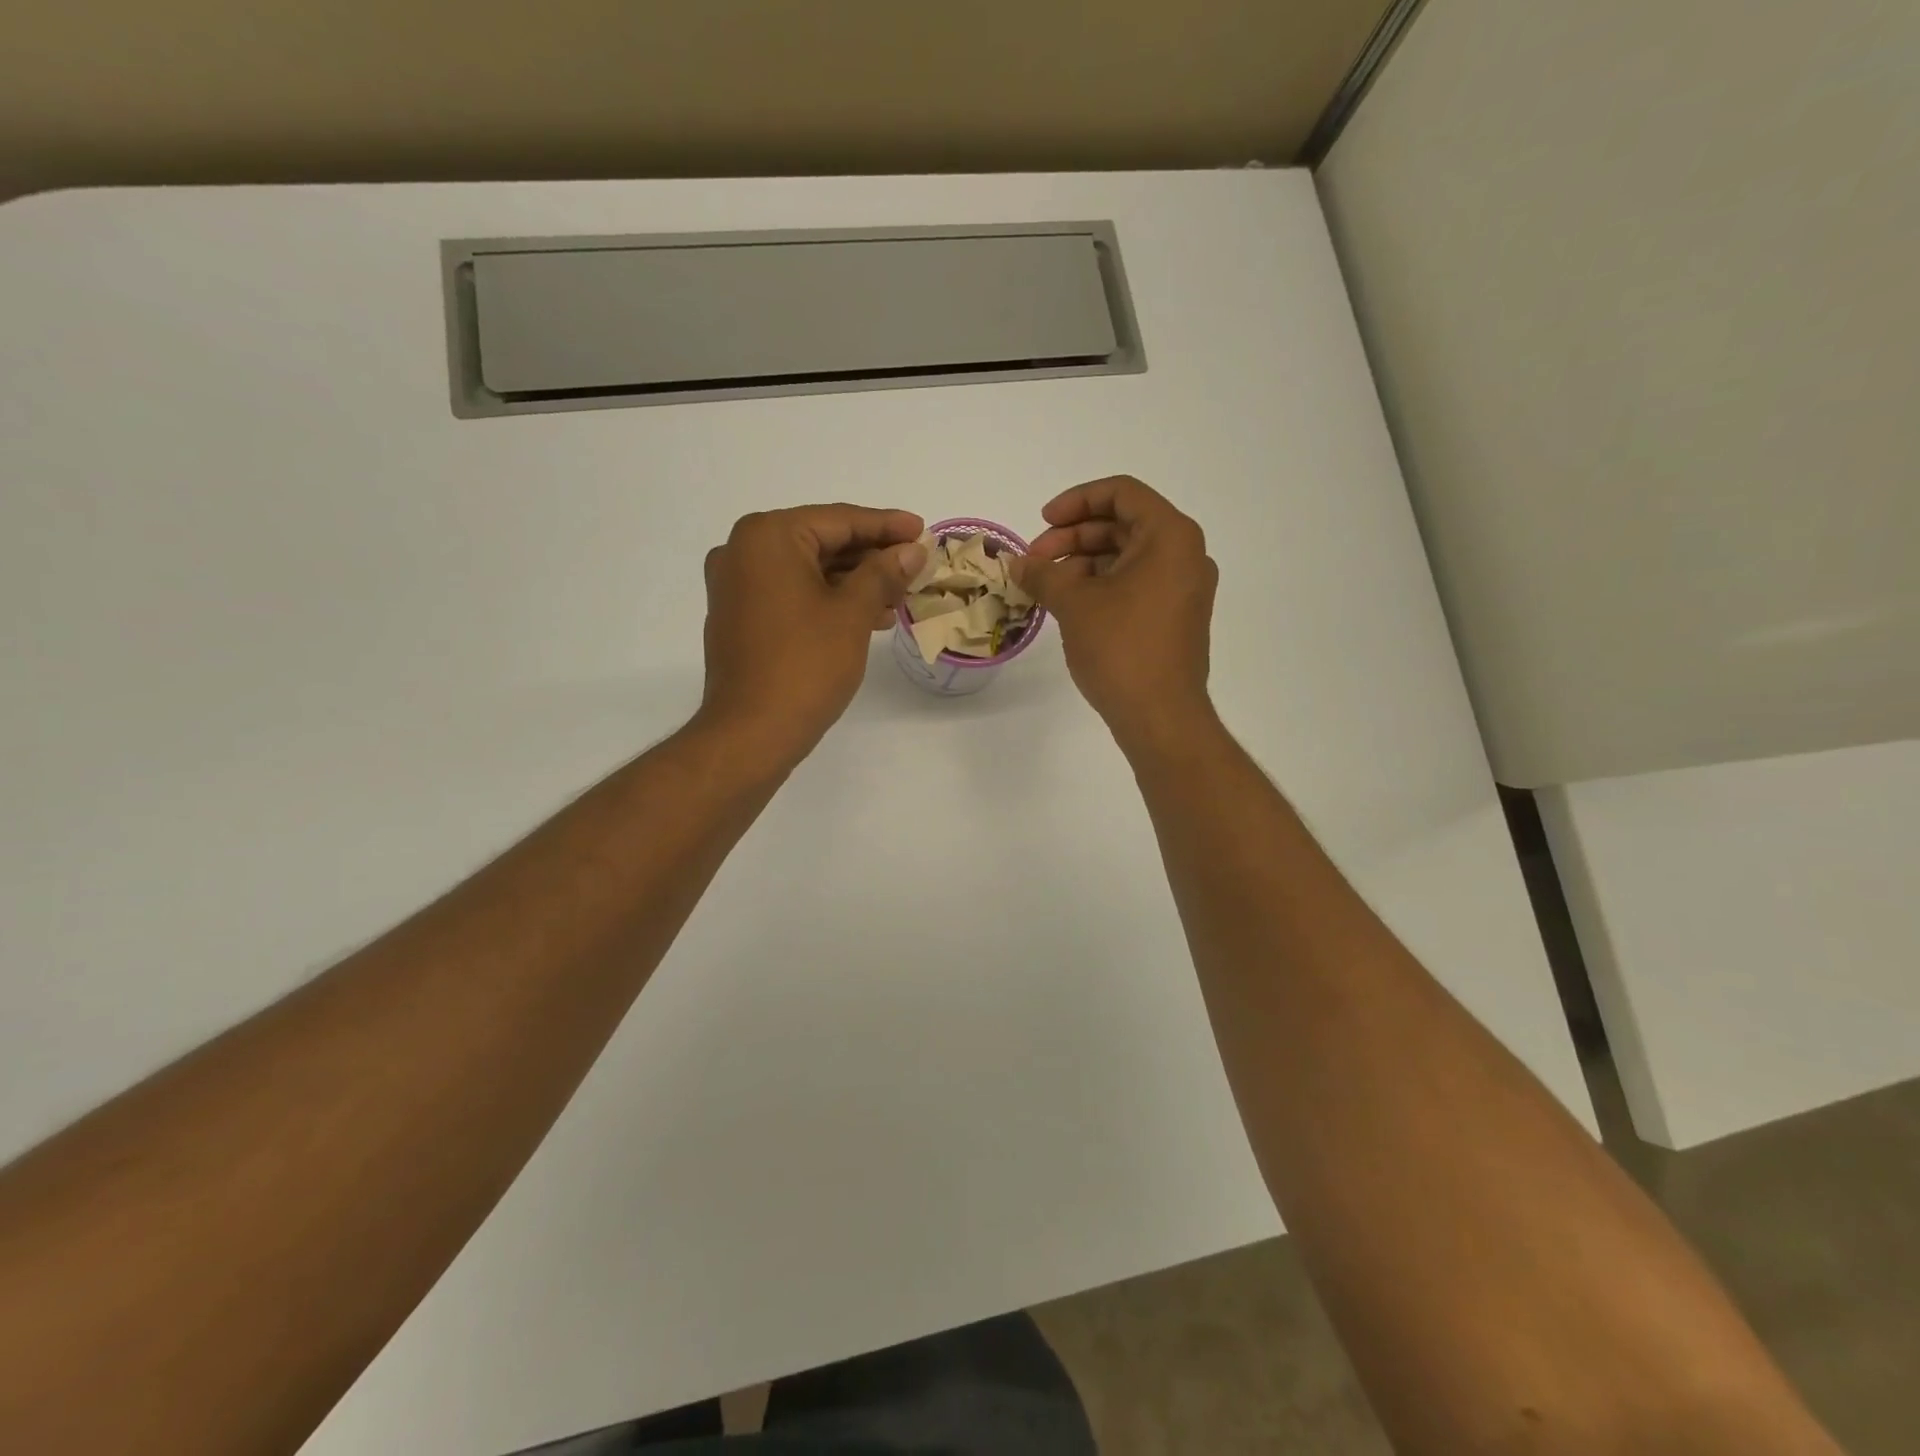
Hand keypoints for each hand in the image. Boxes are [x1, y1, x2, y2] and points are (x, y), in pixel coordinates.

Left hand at [697, 504, 926, 760]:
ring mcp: (736, 586)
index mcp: (767, 537)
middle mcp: (743, 551)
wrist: (752, 732)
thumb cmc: (805, 665)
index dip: (886, 525)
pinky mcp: (740, 616)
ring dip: (854, 581)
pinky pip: (792, 593)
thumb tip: (911, 549)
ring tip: (899, 596)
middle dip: (871, 556)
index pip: (838, 520)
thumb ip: (883, 572)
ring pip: (808, 570)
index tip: (922, 530)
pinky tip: (867, 615)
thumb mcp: (852, 613)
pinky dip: (828, 599)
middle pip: (821, 542)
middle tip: (916, 564)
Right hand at [1011, 477, 1217, 746]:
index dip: (1076, 501)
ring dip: (1083, 562)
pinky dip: (1102, 584)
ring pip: (1128, 555)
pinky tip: (1069, 603)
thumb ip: (1043, 574)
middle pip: (1123, 523)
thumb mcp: (1074, 604)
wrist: (1161, 717)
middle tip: (1035, 560)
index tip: (1042, 522)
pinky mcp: (1176, 616)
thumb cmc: (1121, 649)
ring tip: (1046, 586)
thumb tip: (1018, 564)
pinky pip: (1136, 583)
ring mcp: (1184, 587)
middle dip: (1074, 536)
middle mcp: (1185, 554)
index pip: (1122, 493)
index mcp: (1170, 536)